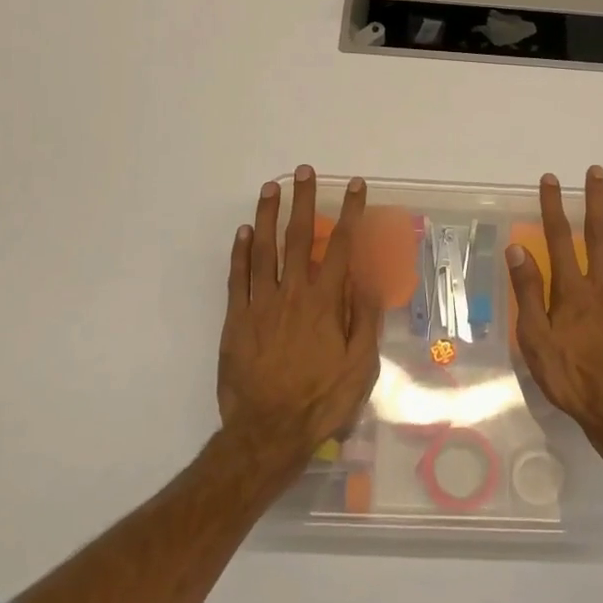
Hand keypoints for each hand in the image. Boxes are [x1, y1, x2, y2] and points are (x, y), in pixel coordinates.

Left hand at [217, 167, 380, 464]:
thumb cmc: (321, 400)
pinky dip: (240, 252)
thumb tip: (366, 279)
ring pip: (263, 249)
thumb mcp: (360, 366)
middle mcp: (291, 293)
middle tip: (304, 170)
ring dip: (268, 215)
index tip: (355, 186)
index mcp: (324, 302)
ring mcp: (260, 304)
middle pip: (298, 237)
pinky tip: (244, 232)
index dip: (349, 213)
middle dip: (303, 200)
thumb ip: (364, 319)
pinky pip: (237, 277)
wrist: (267, 431)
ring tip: (271, 187)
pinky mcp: (236, 320)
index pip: (340, 246)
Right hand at [506, 167, 602, 445]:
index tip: (551, 178)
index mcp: (574, 290)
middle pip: (601, 234)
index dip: (554, 206)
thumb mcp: (536, 340)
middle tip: (597, 170)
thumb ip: (528, 293)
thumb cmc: (571, 378)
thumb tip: (517, 248)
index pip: (559, 238)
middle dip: (596, 199)